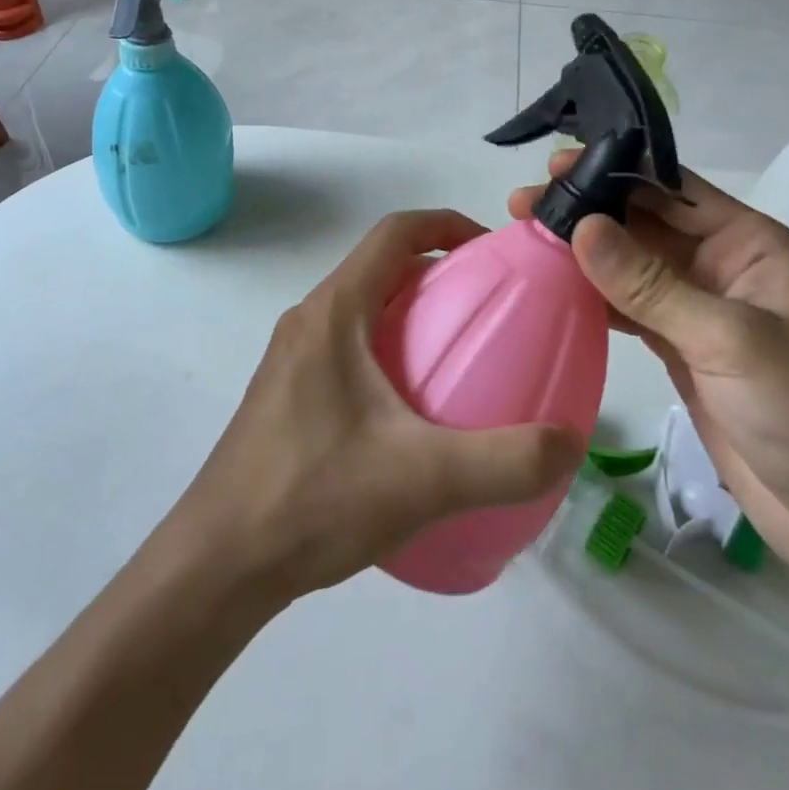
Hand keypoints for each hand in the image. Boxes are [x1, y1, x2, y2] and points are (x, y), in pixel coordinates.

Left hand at [173, 210, 583, 601]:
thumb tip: (570, 443)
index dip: (447, 224)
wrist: (218, 564)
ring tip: (461, 359)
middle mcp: (309, 321)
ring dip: (413, 315)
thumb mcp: (422, 479)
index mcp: (333, 312)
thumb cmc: (313, 499)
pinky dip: (390, 352)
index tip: (494, 250)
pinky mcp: (288, 394)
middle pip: (381, 268)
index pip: (393, 234)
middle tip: (491, 310)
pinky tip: (415, 414)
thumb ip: (506, 462)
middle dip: (439, 274)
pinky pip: (349, 347)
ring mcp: (293, 358)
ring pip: (363, 309)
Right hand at [508, 153, 788, 587]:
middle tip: (523, 204)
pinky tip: (552, 288)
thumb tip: (582, 227)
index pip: (672, 189)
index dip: (615, 171)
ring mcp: (696, 308)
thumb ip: (651, 284)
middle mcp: (719, 265)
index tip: (556, 166)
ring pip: (628, 265)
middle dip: (587, 210)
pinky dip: (591, 296)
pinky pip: (627, 307)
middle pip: (642, 223)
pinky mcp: (677, 347)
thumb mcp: (730, 338)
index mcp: (748, 243)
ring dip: (581, 252)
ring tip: (525, 239)